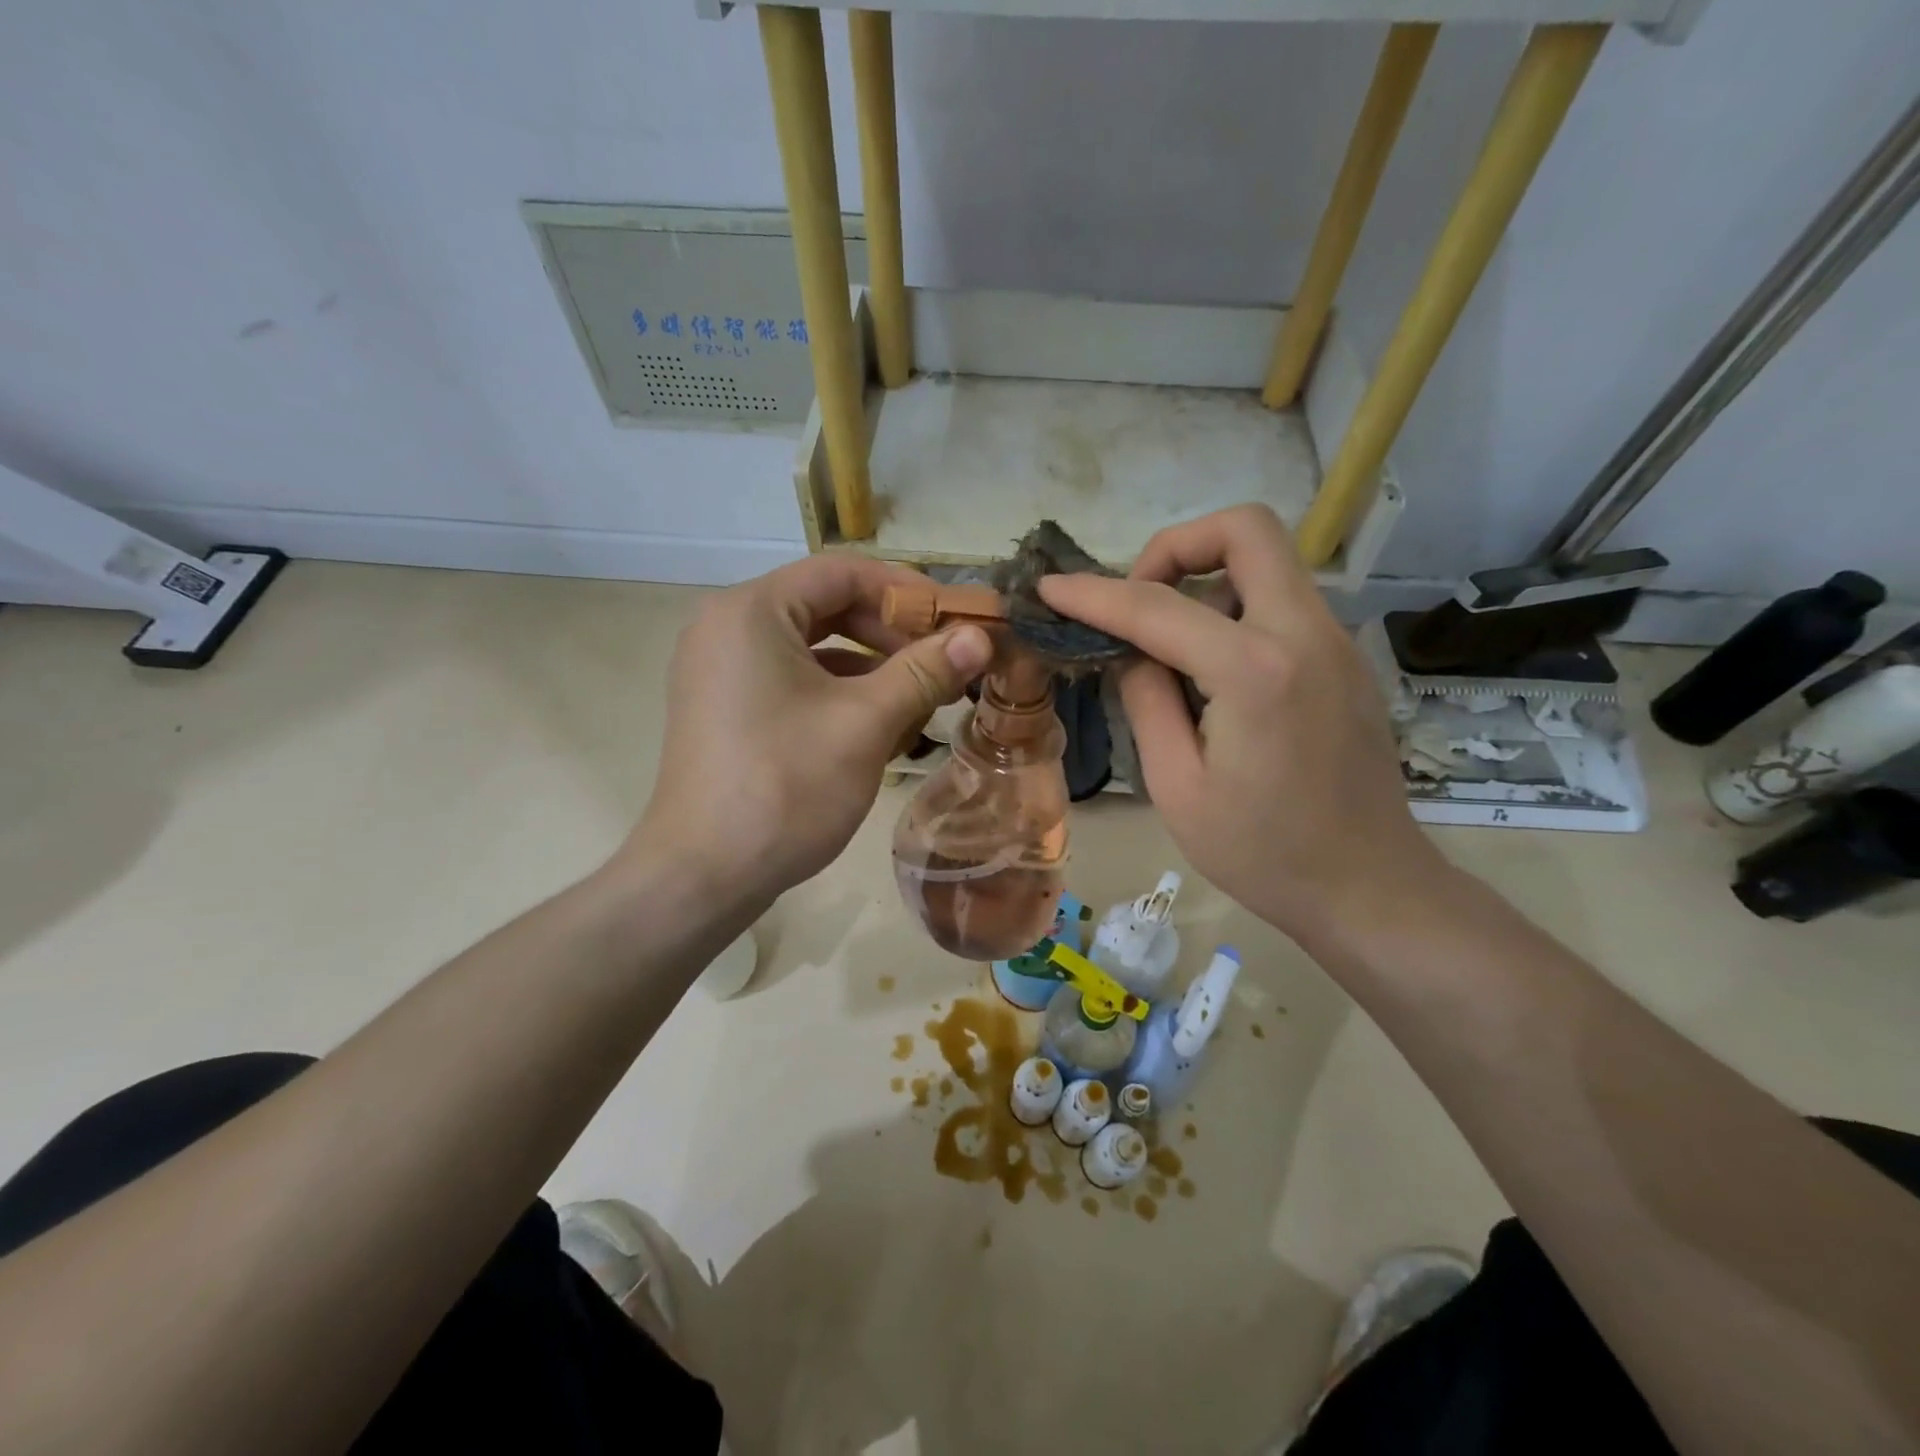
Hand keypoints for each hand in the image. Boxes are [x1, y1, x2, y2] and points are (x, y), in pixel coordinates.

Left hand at [630, 554, 992, 912]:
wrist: (703, 876)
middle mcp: (727, 627)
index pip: (841, 572)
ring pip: (812, 647)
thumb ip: (925, 671)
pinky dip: (838, 693)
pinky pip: (791, 680)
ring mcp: (720, 670)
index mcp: (751, 611)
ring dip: (870, 667)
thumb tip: (982, 637)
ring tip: (922, 698)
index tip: (955, 620)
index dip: (907, 591)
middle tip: (944, 663)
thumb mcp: (866, 723)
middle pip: (826, 606)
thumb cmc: (786, 788)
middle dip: (891, 634)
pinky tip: (879, 726)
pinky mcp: (724, 708)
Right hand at [1039, 505, 1445, 941]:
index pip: (1156, 607)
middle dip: (1175, 546)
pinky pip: (1282, 600)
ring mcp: (1335, 640)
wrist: (1369, 887)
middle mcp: (1304, 633)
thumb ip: (1146, 701)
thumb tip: (1132, 652)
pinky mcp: (1344, 658)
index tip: (1051, 588)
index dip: (1092, 593)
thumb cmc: (1263, 853)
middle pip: (1245, 528)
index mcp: (1254, 671)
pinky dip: (1235, 609)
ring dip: (1206, 579)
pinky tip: (1212, 673)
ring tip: (1170, 648)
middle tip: (1138, 599)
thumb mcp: (1176, 787)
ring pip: (1266, 560)